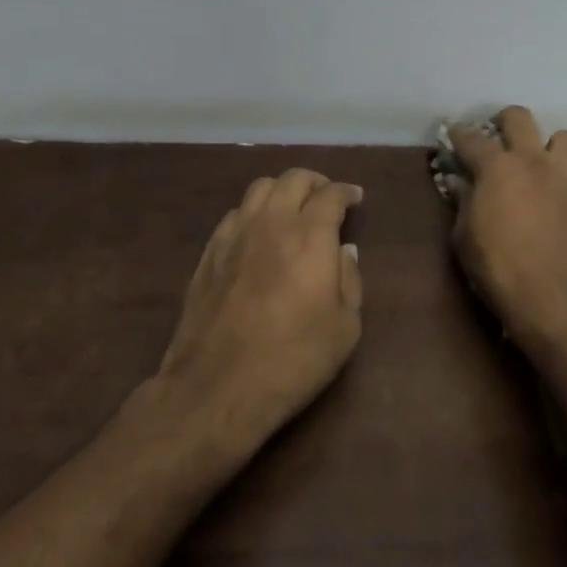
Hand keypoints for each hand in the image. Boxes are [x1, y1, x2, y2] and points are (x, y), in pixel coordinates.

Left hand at [153, 169, 363, 451]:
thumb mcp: (344, 328)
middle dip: (315, 182)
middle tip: (327, 199)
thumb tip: (344, 251)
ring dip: (282, 191)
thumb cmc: (293, 359)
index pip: (331, 194)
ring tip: (292, 209)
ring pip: (259, 188)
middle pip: (293, 179)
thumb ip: (350, 280)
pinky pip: (235, 213)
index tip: (356, 198)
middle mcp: (272, 222)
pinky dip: (254, 212)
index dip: (347, 192)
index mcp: (310, 235)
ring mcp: (235, 234)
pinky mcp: (210, 252)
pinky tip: (259, 232)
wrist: (218, 386)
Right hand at [445, 107, 566, 346]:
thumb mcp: (464, 237)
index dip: (459, 133)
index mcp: (497, 167)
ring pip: (566, 138)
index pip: (471, 139)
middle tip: (499, 136)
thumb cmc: (499, 267)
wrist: (557, 297)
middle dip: (506, 121)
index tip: (452, 133)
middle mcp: (534, 161)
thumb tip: (460, 183)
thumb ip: (464, 203)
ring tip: (543, 164)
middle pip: (520, 118)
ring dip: (552, 147)